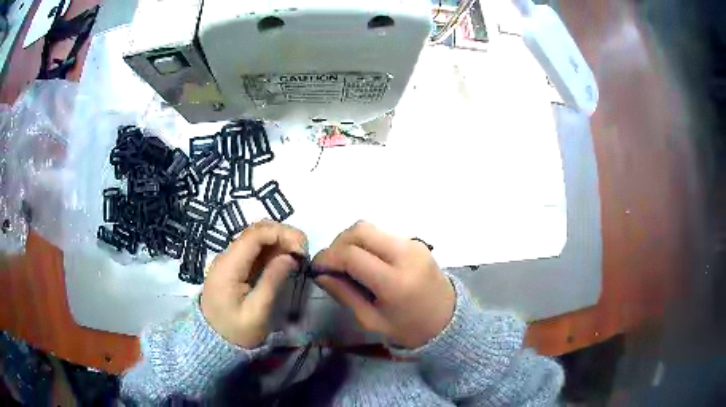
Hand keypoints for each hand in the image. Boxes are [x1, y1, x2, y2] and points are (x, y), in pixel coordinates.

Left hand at [201, 221, 306, 347]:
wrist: (213, 341)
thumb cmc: (236, 331)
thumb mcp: (257, 311)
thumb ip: (272, 281)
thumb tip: (290, 256)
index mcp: (228, 266)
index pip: (254, 234)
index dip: (281, 234)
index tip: (302, 249)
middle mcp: (226, 256)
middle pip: (255, 231)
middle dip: (282, 234)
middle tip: (303, 251)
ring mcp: (229, 260)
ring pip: (256, 238)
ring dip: (278, 241)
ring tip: (298, 255)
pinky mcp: (234, 267)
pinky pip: (254, 250)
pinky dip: (272, 250)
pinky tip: (285, 260)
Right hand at [313, 221, 454, 348]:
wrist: (449, 320)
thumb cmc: (409, 328)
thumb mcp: (372, 320)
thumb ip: (345, 294)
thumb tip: (320, 274)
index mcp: (395, 281)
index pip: (352, 255)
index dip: (327, 258)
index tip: (316, 268)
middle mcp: (406, 255)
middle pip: (361, 230)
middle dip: (338, 243)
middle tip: (331, 263)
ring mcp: (413, 244)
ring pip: (371, 227)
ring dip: (351, 241)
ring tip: (346, 263)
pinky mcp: (416, 242)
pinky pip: (383, 234)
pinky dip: (367, 242)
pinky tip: (364, 261)